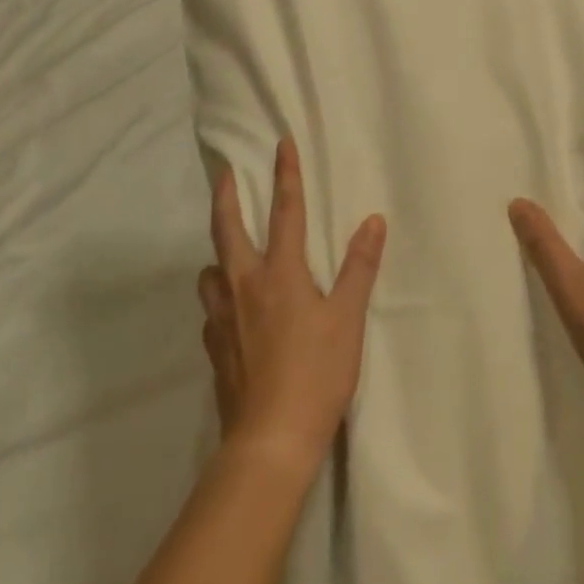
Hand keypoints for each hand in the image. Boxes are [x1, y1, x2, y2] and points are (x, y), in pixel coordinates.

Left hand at [198, 137, 385, 474]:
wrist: (270, 439)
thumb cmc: (316, 373)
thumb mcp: (348, 318)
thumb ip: (359, 268)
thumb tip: (373, 221)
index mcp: (280, 273)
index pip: (285, 212)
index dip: (286, 175)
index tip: (281, 144)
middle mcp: (244, 286)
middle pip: (227, 230)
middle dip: (227, 197)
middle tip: (226, 175)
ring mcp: (223, 318)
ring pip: (211, 272)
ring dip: (218, 253)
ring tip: (228, 252)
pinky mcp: (214, 348)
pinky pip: (212, 311)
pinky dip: (220, 298)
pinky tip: (231, 311)